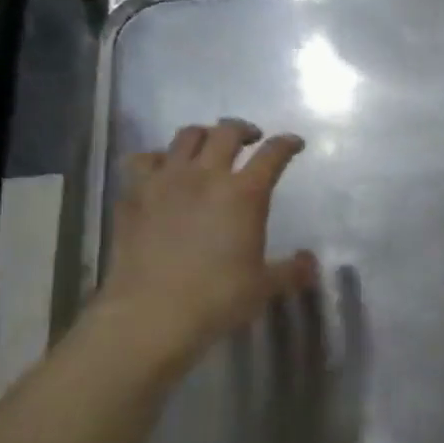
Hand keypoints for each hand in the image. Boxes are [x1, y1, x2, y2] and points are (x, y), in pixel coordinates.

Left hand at [94, 119, 316, 369]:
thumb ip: (291, 270)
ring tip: (208, 148)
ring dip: (202, 136)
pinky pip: (144, 160)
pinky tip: (162, 170)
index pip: (272, 155)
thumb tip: (310, 262)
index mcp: (244, 194)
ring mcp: (165, 181)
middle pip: (226, 132)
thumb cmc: (218, 298)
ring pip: (185, 137)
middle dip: (243, 130)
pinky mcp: (133, 195)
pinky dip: (158, 158)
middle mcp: (205, 176)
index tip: (293, 143)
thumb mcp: (264, 286)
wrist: (151, 312)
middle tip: (250, 139)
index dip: (286, 144)